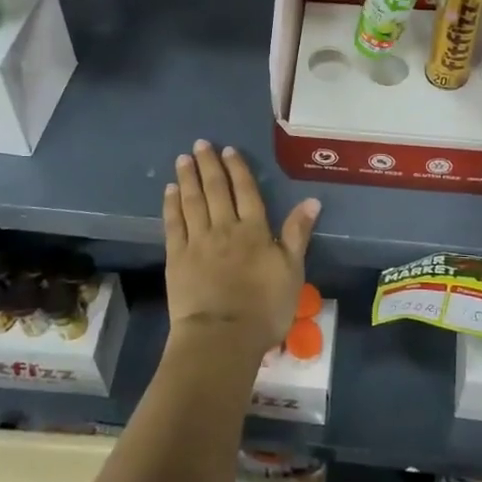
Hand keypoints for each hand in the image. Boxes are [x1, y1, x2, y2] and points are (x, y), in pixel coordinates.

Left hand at [163, 140, 319, 354]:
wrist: (222, 337)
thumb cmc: (264, 308)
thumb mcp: (292, 271)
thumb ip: (297, 234)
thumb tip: (311, 200)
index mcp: (254, 230)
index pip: (245, 191)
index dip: (237, 169)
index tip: (228, 150)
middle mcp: (224, 228)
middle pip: (216, 190)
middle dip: (208, 165)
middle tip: (200, 144)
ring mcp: (197, 241)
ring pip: (192, 201)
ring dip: (188, 178)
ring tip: (183, 159)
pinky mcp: (177, 258)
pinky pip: (173, 224)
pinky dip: (172, 205)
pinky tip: (170, 191)